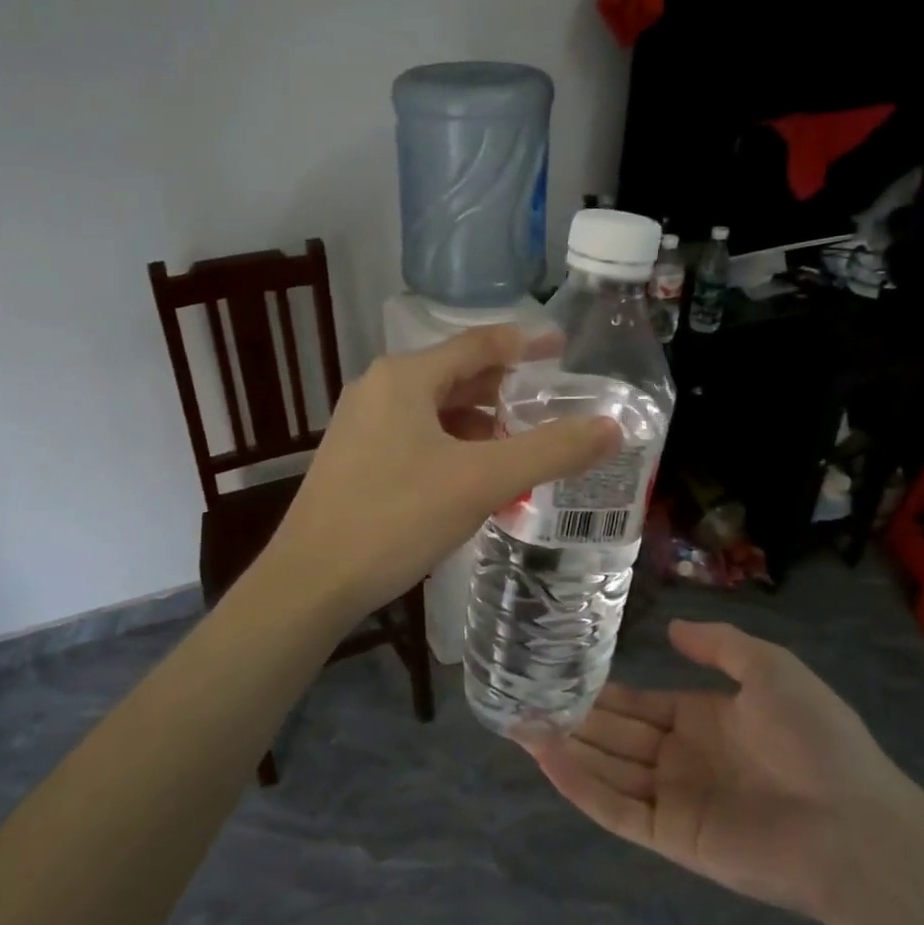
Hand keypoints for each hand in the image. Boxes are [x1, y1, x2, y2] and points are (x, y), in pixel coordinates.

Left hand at [264, 325, 620, 623]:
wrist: (310, 581)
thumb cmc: (396, 519)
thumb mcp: (482, 482)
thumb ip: (550, 451)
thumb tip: (613, 428)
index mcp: (405, 377)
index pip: (480, 343)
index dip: (526, 343)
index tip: (563, 347)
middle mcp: (379, 388)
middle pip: (457, 376)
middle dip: (505, 392)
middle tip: (550, 407)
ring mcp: (361, 424)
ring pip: (435, 410)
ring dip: (479, 425)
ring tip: (518, 449)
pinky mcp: (355, 458)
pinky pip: (415, 437)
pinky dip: (451, 447)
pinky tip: (472, 479)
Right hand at [524, 621, 923, 922]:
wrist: (856, 825)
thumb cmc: (816, 738)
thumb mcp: (770, 668)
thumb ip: (719, 644)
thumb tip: (671, 626)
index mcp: (703, 720)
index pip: (639, 704)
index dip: (602, 690)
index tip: (559, 671)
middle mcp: (682, 758)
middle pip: (614, 735)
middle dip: (572, 717)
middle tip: (522, 696)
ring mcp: (674, 799)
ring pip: (606, 768)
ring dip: (564, 747)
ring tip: (517, 722)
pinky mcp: (671, 836)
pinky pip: (616, 808)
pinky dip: (579, 785)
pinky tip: (546, 756)